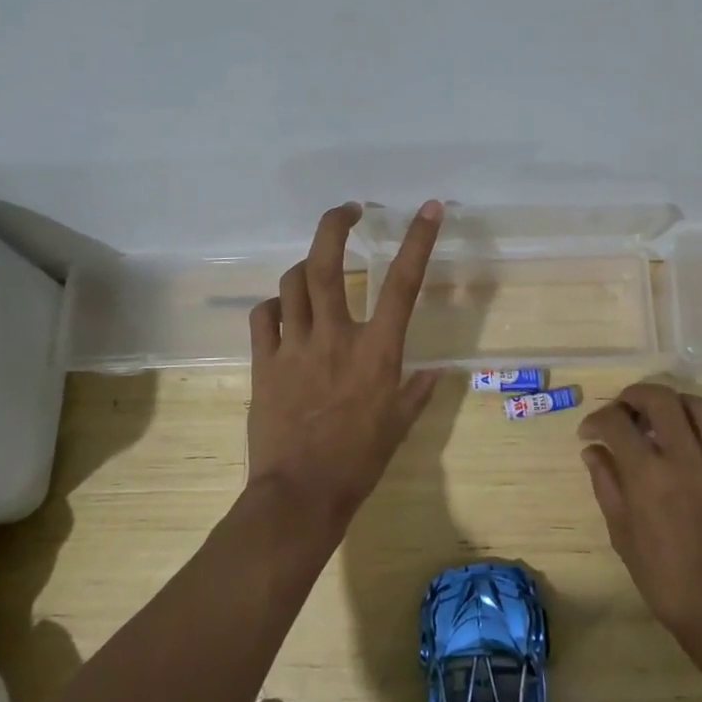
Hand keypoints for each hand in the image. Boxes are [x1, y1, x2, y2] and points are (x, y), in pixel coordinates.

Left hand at [246, 201, 444, 533]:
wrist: (301, 494)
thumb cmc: (359, 462)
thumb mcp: (399, 426)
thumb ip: (418, 392)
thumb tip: (438, 372)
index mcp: (377, 351)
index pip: (402, 284)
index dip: (418, 241)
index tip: (429, 208)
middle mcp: (336, 337)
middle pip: (327, 264)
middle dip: (335, 225)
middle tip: (347, 211)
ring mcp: (294, 347)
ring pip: (292, 283)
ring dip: (305, 267)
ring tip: (316, 270)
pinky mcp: (264, 363)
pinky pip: (264, 317)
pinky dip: (275, 305)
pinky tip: (283, 311)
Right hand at [578, 383, 701, 667]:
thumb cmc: (665, 579)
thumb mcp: (622, 534)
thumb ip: (607, 484)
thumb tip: (594, 451)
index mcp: (648, 474)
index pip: (617, 421)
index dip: (597, 419)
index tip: (589, 433)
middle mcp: (684, 457)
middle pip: (660, 398)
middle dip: (634, 395)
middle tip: (622, 411)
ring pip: (697, 405)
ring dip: (672, 402)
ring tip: (656, 417)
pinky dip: (697, 424)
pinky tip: (685, 441)